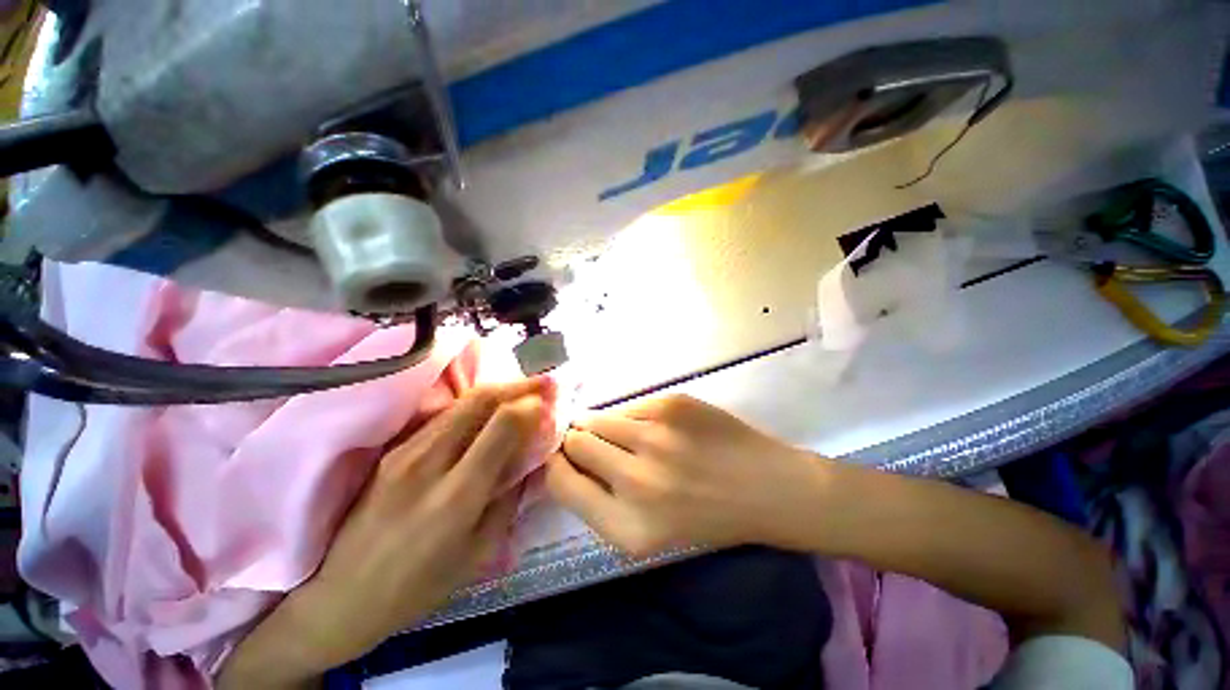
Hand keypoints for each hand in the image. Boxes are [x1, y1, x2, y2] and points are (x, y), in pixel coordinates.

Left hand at [219, 379, 551, 688]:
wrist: (340, 597)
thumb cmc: (419, 587)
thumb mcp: (480, 552)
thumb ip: (510, 496)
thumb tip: (532, 455)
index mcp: (457, 496)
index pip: (503, 426)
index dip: (532, 405)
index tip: (553, 399)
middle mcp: (429, 463)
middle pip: (481, 401)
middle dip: (520, 385)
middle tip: (547, 381)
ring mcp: (405, 452)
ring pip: (462, 403)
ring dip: (499, 389)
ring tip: (526, 389)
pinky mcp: (394, 451)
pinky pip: (445, 416)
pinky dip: (476, 404)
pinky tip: (491, 407)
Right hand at [546, 395, 824, 558]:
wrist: (768, 487)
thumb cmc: (708, 517)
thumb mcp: (648, 532)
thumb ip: (601, 501)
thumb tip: (565, 458)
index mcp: (628, 527)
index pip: (560, 482)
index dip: (554, 464)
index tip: (561, 457)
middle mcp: (636, 481)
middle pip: (574, 442)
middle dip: (577, 440)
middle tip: (595, 442)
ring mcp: (655, 436)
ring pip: (597, 417)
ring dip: (601, 424)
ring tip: (625, 433)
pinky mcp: (672, 405)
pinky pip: (629, 406)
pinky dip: (632, 416)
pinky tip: (656, 427)